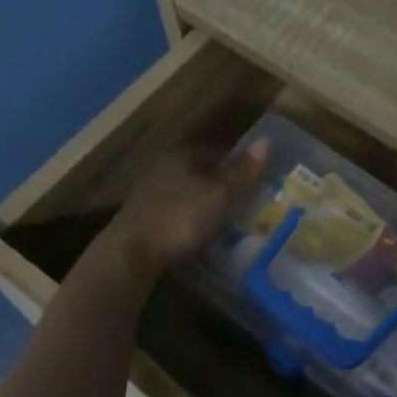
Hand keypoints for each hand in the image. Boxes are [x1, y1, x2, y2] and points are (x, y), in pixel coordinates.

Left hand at [97, 142, 266, 281]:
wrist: (131, 253)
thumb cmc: (180, 218)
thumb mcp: (220, 196)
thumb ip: (243, 173)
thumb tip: (266, 143)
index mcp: (181, 157)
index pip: (215, 150)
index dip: (237, 160)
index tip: (255, 175)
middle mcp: (163, 169)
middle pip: (200, 169)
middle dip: (222, 181)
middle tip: (245, 197)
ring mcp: (150, 194)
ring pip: (187, 190)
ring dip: (206, 200)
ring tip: (228, 216)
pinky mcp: (143, 218)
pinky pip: (177, 210)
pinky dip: (192, 216)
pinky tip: (202, 231)